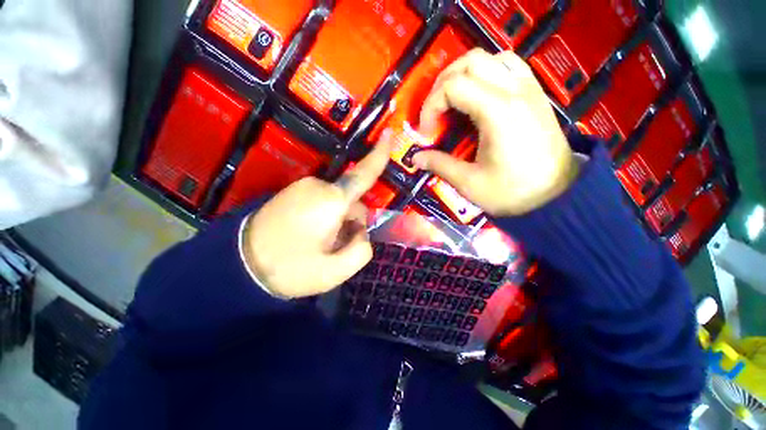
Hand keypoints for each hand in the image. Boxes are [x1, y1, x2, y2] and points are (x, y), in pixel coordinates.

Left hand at [241, 132, 393, 298]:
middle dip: (352, 223)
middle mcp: (318, 186)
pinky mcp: (292, 192)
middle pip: (352, 201)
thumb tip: (362, 233)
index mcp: (331, 201)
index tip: (390, 133)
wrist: (237, 266)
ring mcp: (302, 187)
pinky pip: (323, 202)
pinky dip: (326, 218)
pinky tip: (311, 237)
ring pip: (339, 203)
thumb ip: (362, 250)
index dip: (379, 155)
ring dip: (339, 223)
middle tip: (335, 248)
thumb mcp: (335, 271)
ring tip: (320, 245)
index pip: (363, 174)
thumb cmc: (290, 269)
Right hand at [413, 49, 577, 215]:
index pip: (452, 87)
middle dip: (442, 84)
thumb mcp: (470, 183)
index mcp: (498, 111)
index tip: (426, 132)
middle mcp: (515, 90)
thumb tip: (416, 158)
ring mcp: (529, 88)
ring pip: (490, 58)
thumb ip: (440, 165)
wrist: (557, 196)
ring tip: (453, 100)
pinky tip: (479, 94)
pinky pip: (509, 66)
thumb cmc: (512, 192)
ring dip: (464, 74)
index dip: (430, 106)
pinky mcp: (535, 94)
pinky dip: (487, 72)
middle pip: (469, 62)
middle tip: (434, 112)